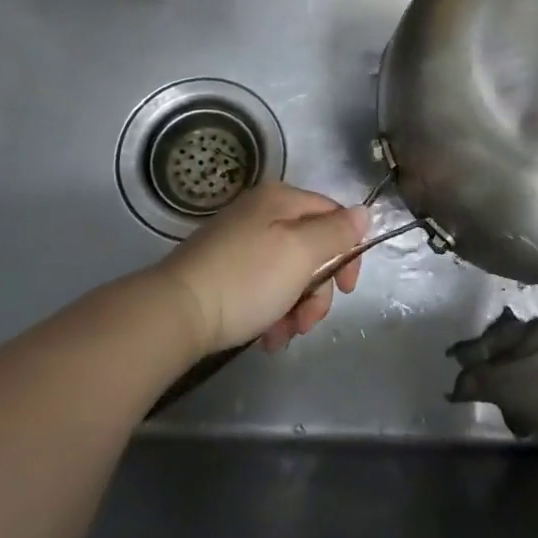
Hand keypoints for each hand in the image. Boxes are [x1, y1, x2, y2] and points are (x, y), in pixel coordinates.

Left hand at [154, 181, 368, 356]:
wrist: (173, 314)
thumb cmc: (246, 280)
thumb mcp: (301, 253)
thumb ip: (336, 232)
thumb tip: (363, 213)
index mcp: (281, 199)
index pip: (334, 216)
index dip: (348, 251)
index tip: (346, 289)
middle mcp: (261, 213)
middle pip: (312, 247)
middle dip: (318, 289)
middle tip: (308, 321)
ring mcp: (240, 241)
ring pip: (289, 272)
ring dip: (296, 307)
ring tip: (282, 336)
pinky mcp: (223, 270)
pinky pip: (263, 286)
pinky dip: (271, 311)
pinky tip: (267, 337)